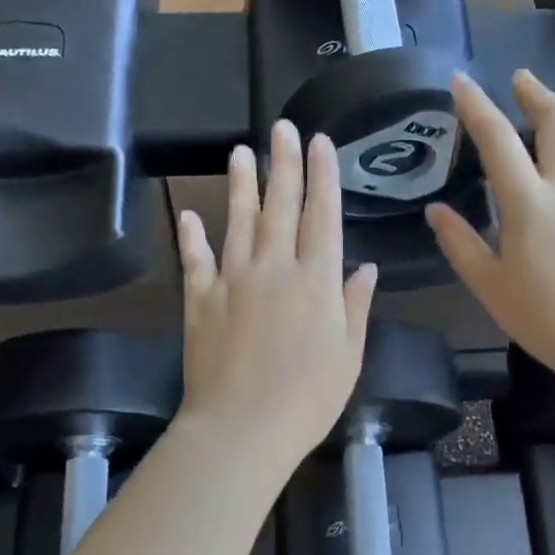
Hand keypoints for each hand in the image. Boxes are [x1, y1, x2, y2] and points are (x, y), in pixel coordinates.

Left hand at [176, 122, 376, 465]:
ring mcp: (232, 281)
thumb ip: (356, 306)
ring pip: (237, 221)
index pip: (323, 215)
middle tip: (282, 126)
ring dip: (240, 185)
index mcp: (317, 280)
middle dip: (284, 163)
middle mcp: (274, 268)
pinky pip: (196, 261)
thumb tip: (366, 267)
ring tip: (241, 152)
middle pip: (280, 206)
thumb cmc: (308, 399)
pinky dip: (191, 237)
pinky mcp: (200, 301)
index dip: (323, 175)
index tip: (320, 142)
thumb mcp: (349, 356)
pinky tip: (188, 215)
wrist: (243, 428)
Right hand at [426, 71, 554, 396]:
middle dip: (535, 92)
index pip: (497, 139)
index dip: (476, 105)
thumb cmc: (545, 319)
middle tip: (519, 82)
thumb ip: (459, 243)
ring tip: (553, 107)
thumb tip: (435, 210)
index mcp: (529, 203)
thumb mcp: (489, 286)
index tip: (460, 81)